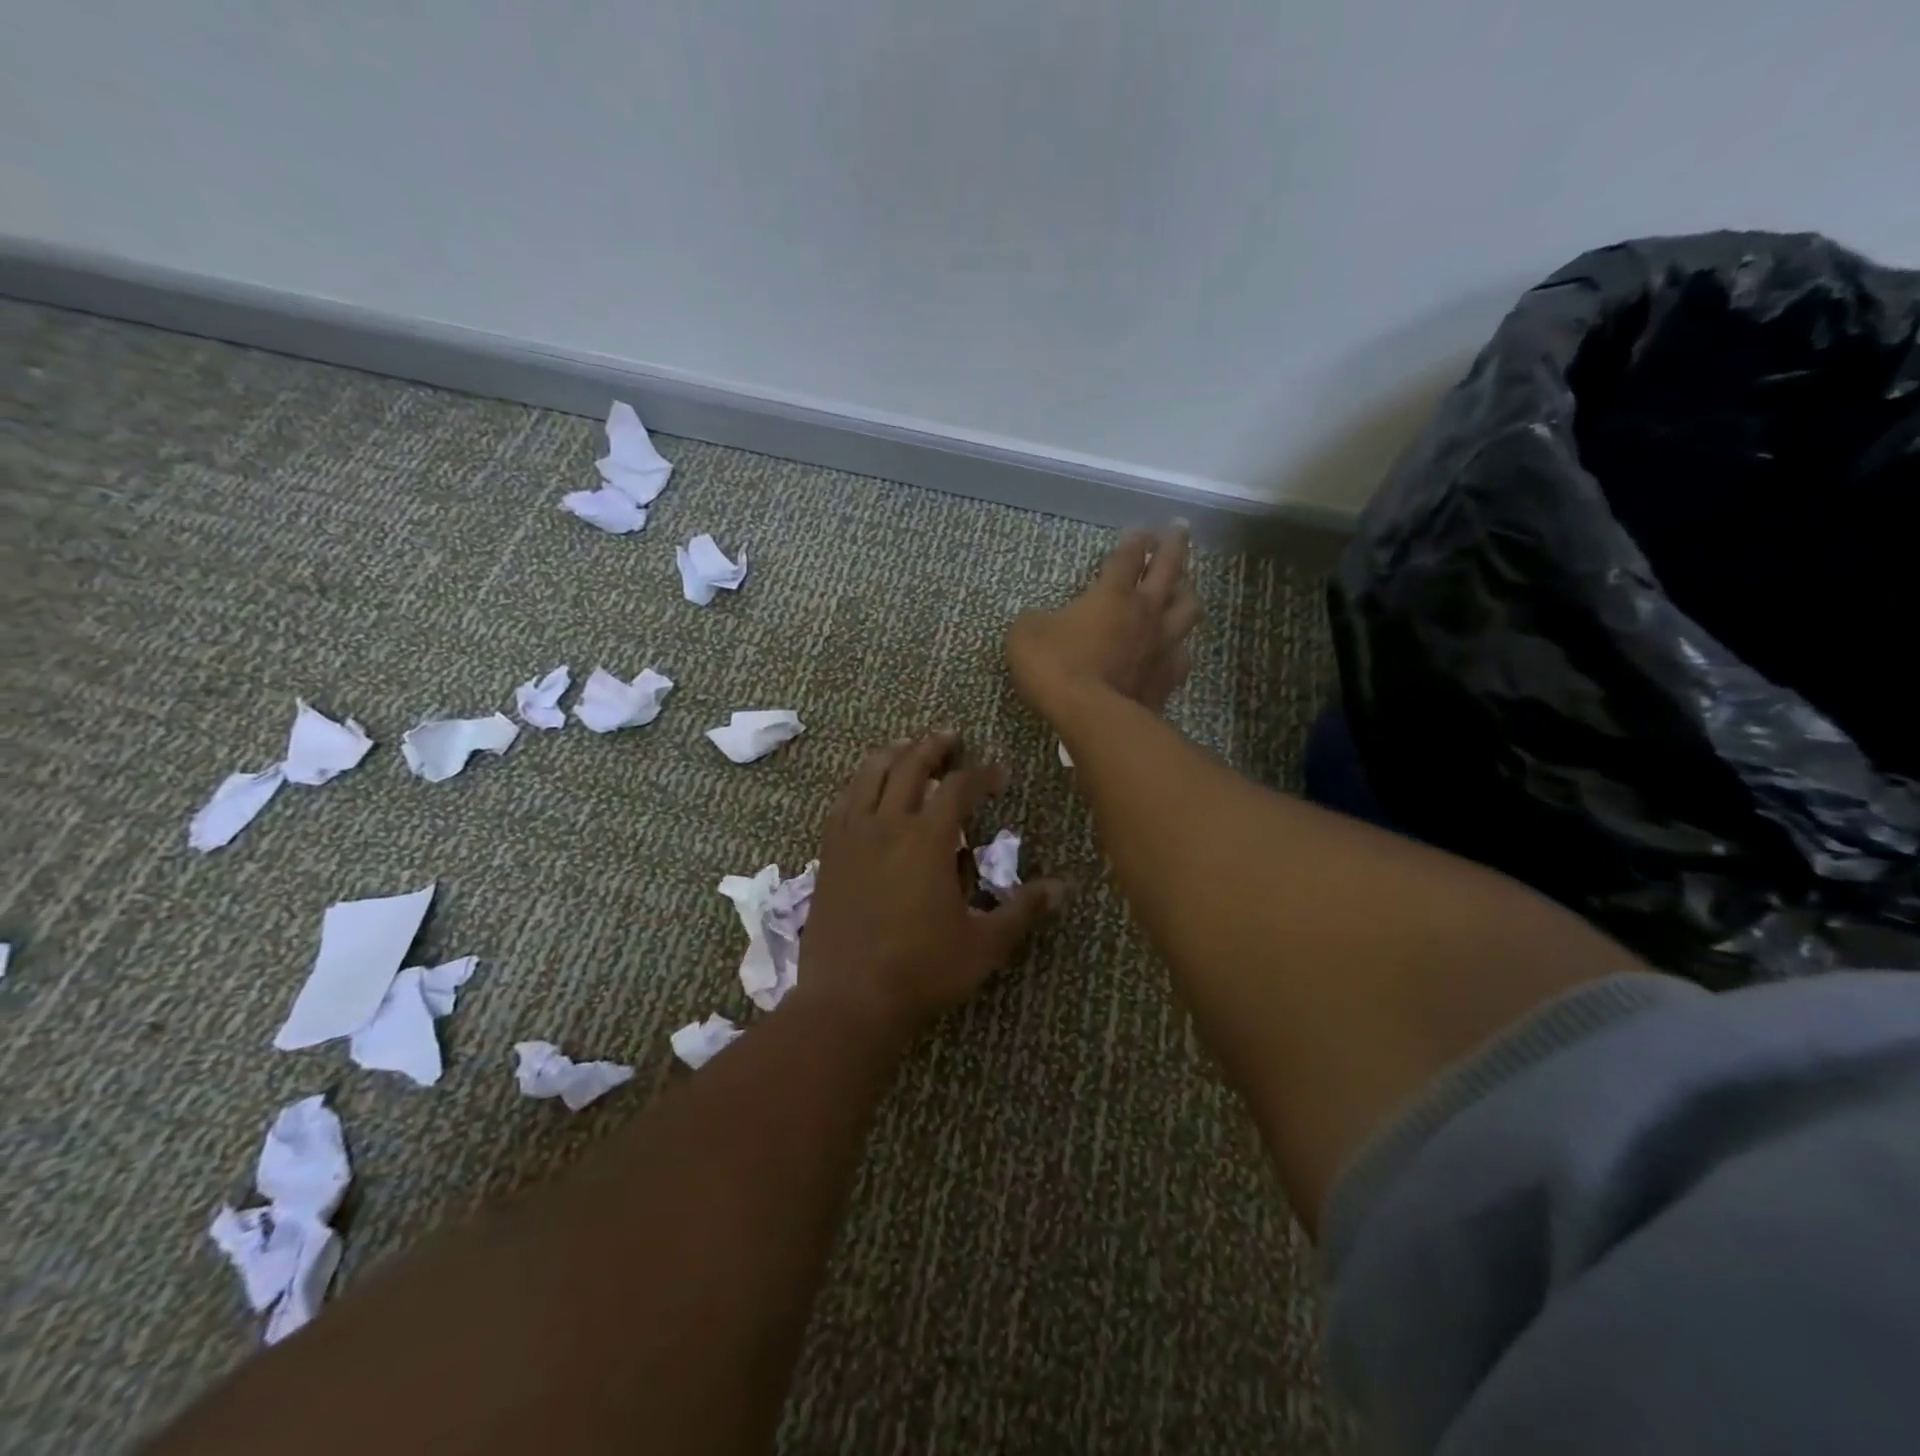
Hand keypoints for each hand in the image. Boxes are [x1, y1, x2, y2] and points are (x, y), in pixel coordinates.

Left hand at [797, 733, 1065, 1039]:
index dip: (982, 775)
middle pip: (910, 766)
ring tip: (905, 746)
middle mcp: (888, 825)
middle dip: (933, 746)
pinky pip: (842, 803)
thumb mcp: (984, 944)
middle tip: (950, 736)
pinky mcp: (828, 854)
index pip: (959, 788)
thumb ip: (1023, 910)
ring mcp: (852, 837)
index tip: (999, 774)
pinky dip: (857, 785)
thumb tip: (1065, 887)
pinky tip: (863, 789)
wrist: (849, 999)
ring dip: (891, 754)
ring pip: (869, 776)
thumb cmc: (923, 970)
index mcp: (927, 840)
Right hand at [1006, 524, 1199, 719]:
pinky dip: (1181, 647)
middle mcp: (1145, 612)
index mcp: (1112, 594)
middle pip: (1170, 569)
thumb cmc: (1056, 667)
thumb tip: (1041, 620)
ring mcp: (1162, 645)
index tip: (1139, 531)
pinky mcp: (1168, 677)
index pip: (1128, 556)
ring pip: (1188, 608)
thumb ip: (1037, 620)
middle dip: (1174, 546)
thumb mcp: (1026, 634)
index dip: (1134, 541)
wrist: (1091, 716)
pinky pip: (1183, 655)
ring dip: (1188, 592)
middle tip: (1179, 529)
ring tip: (1185, 586)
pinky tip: (1177, 648)